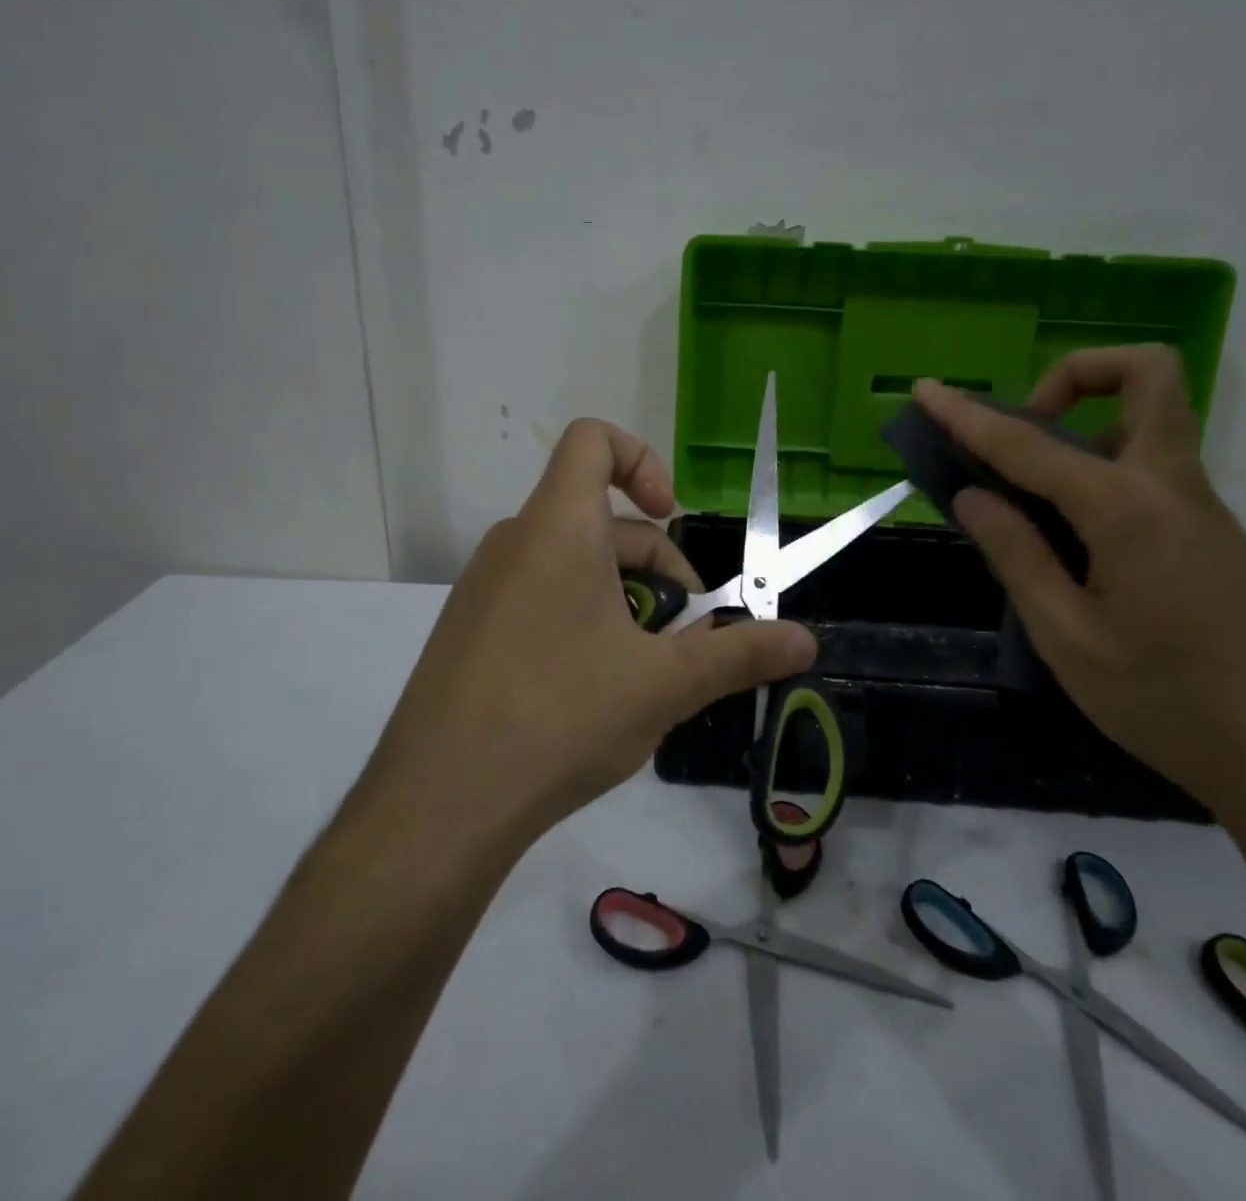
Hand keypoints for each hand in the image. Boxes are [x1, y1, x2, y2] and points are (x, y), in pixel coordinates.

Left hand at [366, 419, 816, 838]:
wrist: (437, 806)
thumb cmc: (559, 718)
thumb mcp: (664, 685)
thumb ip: (739, 655)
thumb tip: (808, 641)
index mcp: (558, 527)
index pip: (592, 440)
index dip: (642, 461)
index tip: (672, 519)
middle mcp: (515, 542)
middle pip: (603, 521)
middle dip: (657, 571)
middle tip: (685, 642)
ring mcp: (485, 587)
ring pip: (575, 566)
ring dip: (625, 604)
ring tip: (647, 676)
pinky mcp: (470, 630)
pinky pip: (541, 598)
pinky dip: (583, 622)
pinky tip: (597, 694)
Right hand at [914, 349, 1245, 806]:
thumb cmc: (1164, 701)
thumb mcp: (1066, 636)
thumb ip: (1016, 554)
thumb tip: (972, 495)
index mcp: (1128, 510)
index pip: (1029, 444)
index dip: (968, 416)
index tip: (927, 391)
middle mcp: (1172, 486)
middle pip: (1148, 374)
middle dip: (1076, 374)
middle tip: (1024, 429)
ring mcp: (1200, 506)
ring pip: (1149, 420)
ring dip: (1085, 424)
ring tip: (1027, 492)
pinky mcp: (1209, 532)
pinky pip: (1150, 467)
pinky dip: (1100, 469)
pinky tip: (1068, 538)